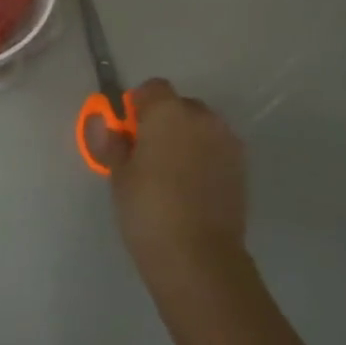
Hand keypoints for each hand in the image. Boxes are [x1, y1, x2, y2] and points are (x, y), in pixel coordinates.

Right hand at [86, 79, 249, 315]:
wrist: (198, 256)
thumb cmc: (148, 209)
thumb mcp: (119, 175)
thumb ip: (112, 143)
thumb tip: (104, 124)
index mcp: (168, 112)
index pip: (153, 88)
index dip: (137, 105)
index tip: (126, 130)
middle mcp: (203, 118)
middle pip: (180, 105)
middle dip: (163, 120)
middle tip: (145, 152)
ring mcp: (227, 142)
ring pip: (201, 127)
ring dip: (186, 138)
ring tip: (169, 172)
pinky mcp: (241, 168)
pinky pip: (216, 149)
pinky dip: (203, 157)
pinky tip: (189, 186)